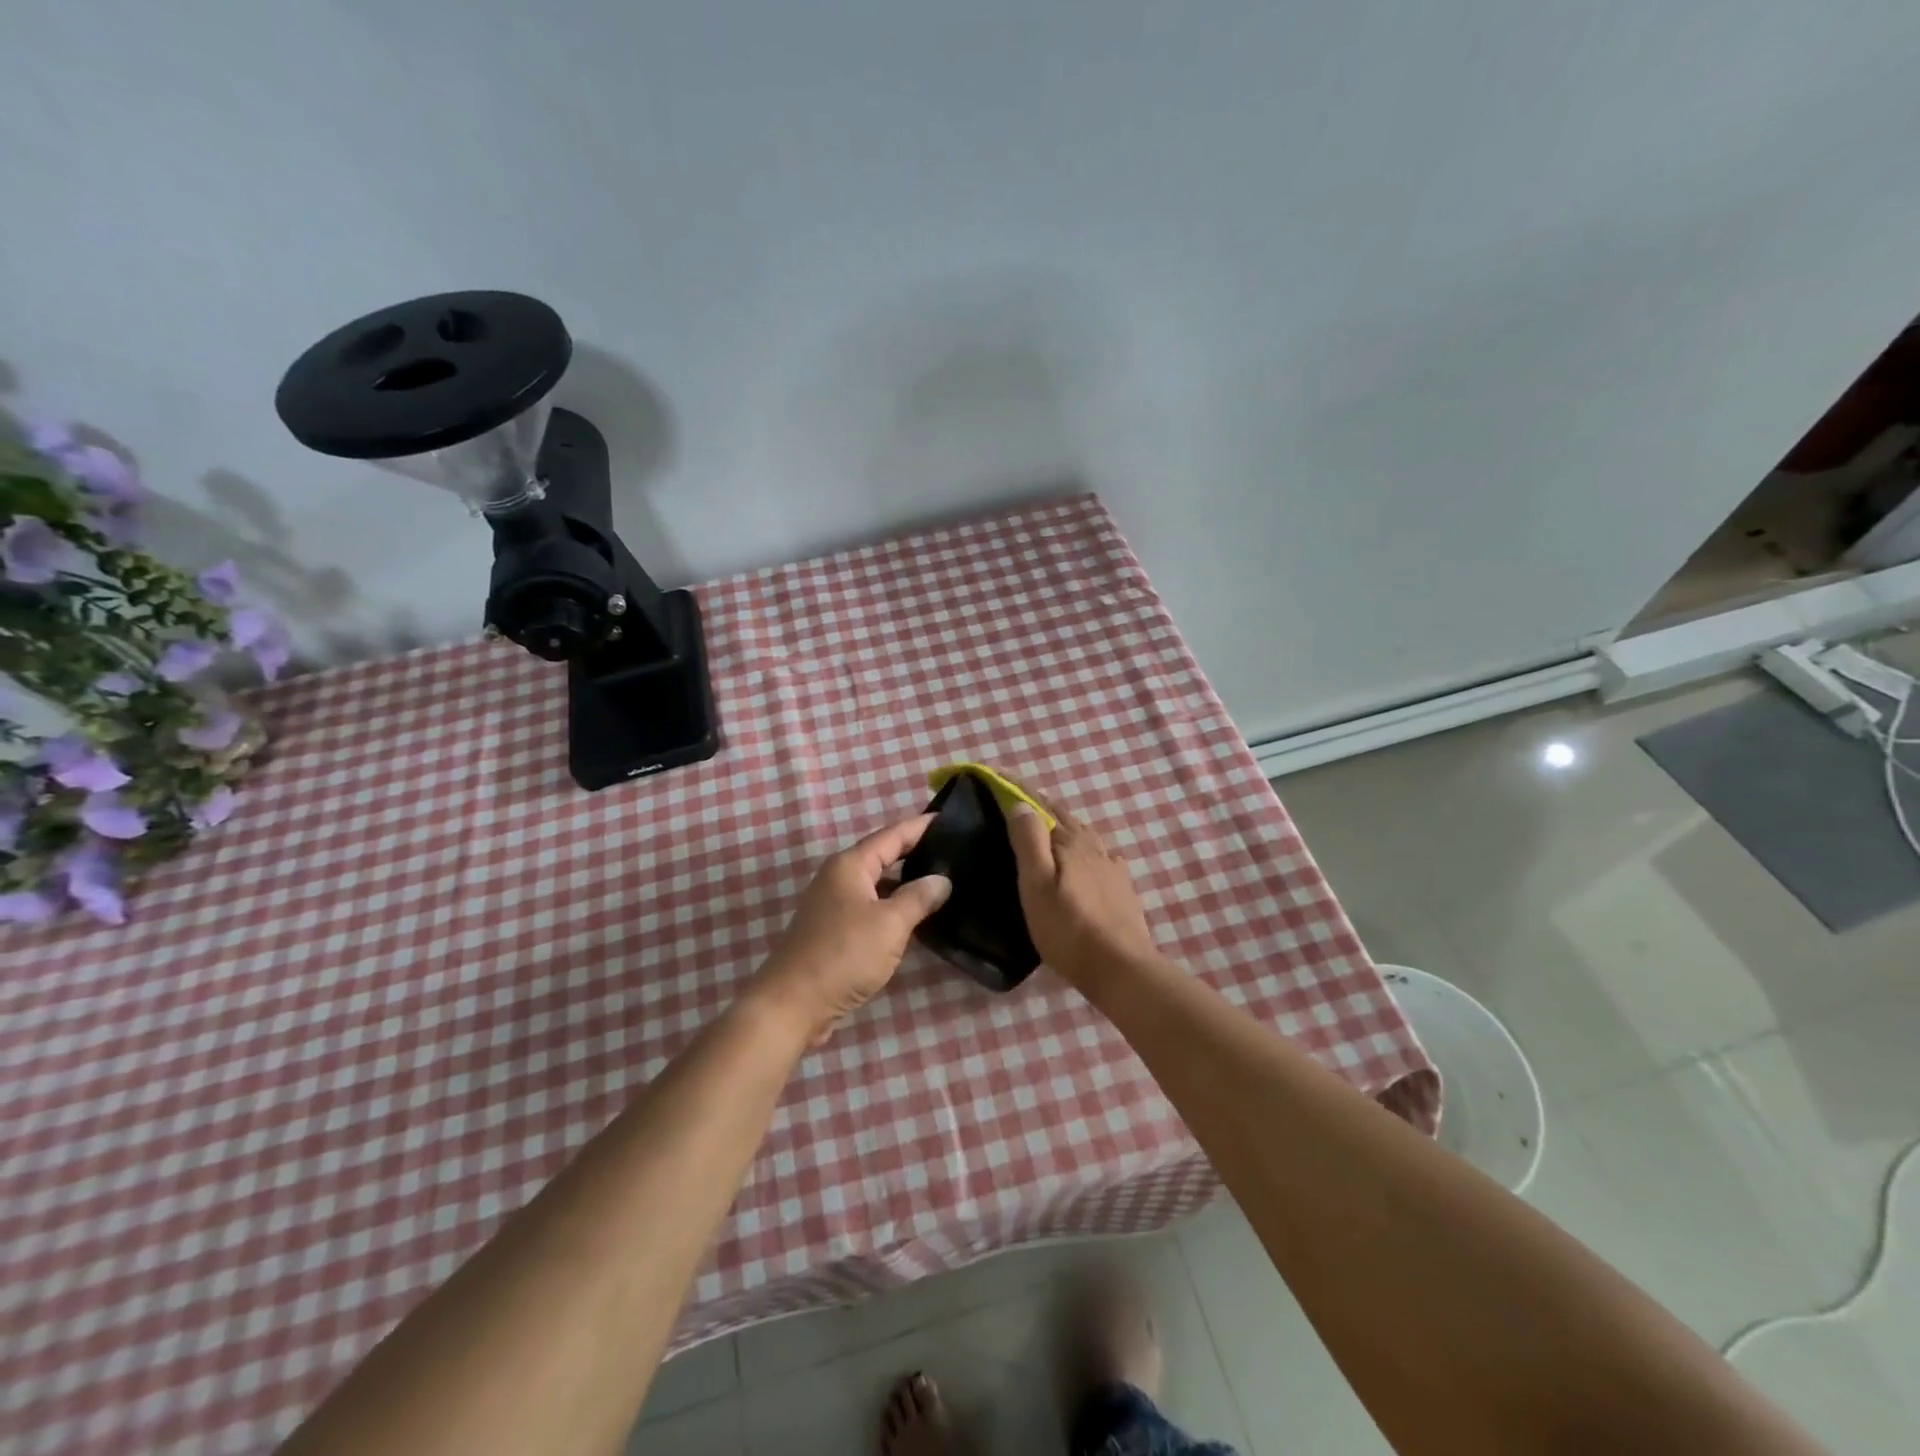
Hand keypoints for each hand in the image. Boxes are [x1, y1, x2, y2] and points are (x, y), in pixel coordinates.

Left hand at [750, 814, 951, 1040]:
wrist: (793, 1004)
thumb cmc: (843, 955)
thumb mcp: (890, 924)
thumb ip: (918, 897)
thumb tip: (942, 880)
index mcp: (850, 865)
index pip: (893, 834)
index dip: (921, 826)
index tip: (950, 819)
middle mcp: (839, 877)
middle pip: (883, 855)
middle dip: (916, 852)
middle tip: (954, 851)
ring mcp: (834, 905)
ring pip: (878, 884)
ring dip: (906, 882)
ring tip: (942, 882)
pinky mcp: (834, 930)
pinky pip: (871, 907)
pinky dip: (893, 906)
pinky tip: (916, 917)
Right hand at [1006, 797, 1160, 986]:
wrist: (1120, 967)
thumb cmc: (1068, 929)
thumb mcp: (1037, 885)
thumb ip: (1029, 841)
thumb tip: (1021, 803)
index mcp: (1069, 841)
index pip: (1040, 804)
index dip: (1017, 789)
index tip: (995, 774)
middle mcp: (1093, 845)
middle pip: (1063, 816)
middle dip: (1039, 804)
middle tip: (1014, 801)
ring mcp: (1111, 865)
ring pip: (1083, 833)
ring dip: (1062, 823)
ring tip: (1044, 827)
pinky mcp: (1122, 886)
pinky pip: (1100, 853)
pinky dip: (1084, 845)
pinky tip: (1086, 856)